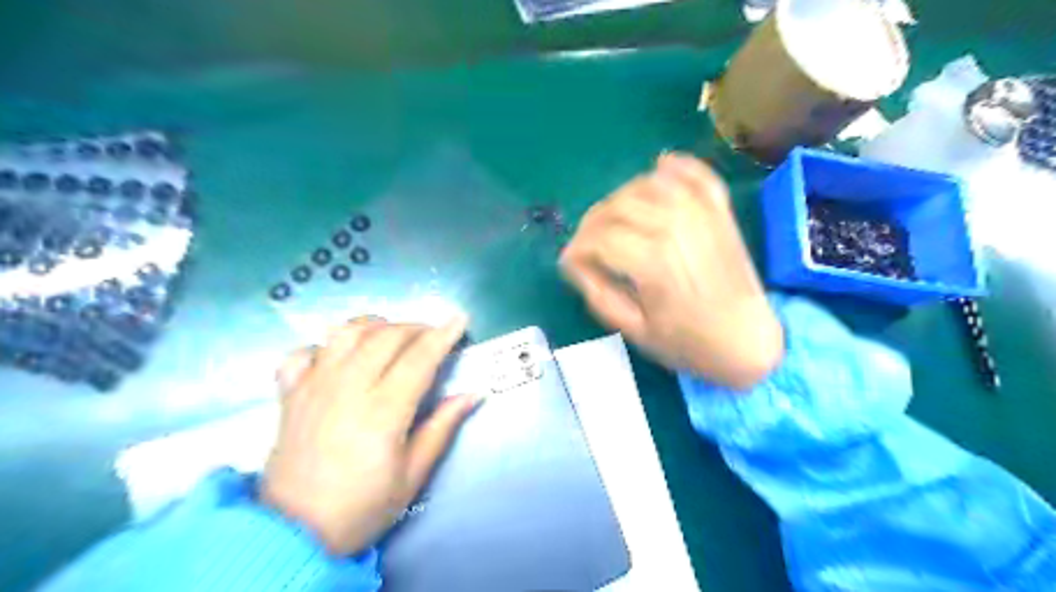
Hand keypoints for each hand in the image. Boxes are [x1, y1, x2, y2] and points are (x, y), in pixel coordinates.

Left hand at [265, 316, 479, 557]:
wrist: (293, 534)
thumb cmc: (362, 507)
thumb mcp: (413, 476)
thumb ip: (442, 428)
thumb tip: (473, 393)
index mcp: (383, 411)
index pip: (419, 358)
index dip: (442, 335)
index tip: (460, 318)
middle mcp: (347, 388)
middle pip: (385, 336)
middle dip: (415, 327)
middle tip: (432, 336)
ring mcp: (314, 386)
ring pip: (345, 332)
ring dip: (375, 325)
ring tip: (391, 337)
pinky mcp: (290, 393)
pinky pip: (303, 352)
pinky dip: (324, 346)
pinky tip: (339, 358)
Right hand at [566, 154, 778, 390]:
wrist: (747, 341)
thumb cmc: (688, 342)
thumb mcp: (634, 330)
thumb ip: (598, 294)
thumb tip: (574, 264)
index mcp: (652, 261)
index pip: (598, 238)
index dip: (577, 249)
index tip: (569, 263)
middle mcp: (674, 227)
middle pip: (616, 206)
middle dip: (590, 224)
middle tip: (586, 244)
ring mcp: (701, 214)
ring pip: (647, 185)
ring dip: (620, 197)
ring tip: (613, 219)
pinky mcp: (719, 212)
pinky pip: (696, 174)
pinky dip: (676, 166)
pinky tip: (659, 167)